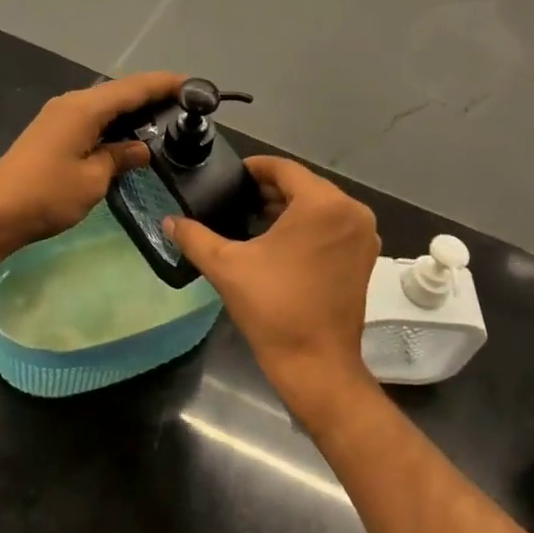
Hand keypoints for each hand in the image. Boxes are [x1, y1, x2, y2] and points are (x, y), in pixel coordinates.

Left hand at [0, 71, 183, 257]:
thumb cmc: (45, 195)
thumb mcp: (93, 179)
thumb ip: (120, 158)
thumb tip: (141, 149)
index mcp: (84, 108)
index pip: (134, 88)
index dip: (165, 84)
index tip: (195, 84)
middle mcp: (71, 103)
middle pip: (119, 92)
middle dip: (152, 95)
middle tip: (186, 105)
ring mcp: (59, 117)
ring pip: (105, 105)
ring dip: (133, 110)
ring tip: (165, 119)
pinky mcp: (52, 133)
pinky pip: (92, 119)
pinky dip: (115, 123)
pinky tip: (129, 137)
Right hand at [164, 156, 380, 423]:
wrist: (316, 364)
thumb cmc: (274, 308)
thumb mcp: (226, 266)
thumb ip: (194, 236)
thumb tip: (168, 220)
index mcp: (322, 204)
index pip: (284, 168)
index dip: (254, 168)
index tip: (231, 176)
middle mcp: (351, 211)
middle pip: (304, 185)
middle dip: (270, 189)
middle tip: (236, 199)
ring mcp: (362, 235)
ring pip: (320, 205)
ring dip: (289, 208)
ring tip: (253, 218)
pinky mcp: (365, 256)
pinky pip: (333, 225)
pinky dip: (309, 225)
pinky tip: (279, 240)